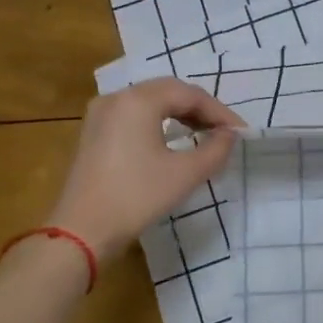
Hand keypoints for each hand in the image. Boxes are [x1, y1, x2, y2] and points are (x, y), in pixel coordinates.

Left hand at [46, 79, 244, 260]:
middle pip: (168, 91)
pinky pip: (134, 114)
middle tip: (224, 130)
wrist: (82, 231)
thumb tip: (229, 135)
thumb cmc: (137, 197)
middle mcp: (117, 98)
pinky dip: (158, 121)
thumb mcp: (186, 174)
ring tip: (204, 133)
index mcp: (139, 101)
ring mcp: (101, 114)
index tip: (240, 132)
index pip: (190, 95)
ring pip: (150, 101)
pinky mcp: (94, 132)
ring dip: (179, 113)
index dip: (219, 111)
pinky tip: (172, 139)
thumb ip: (216, 149)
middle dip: (200, 108)